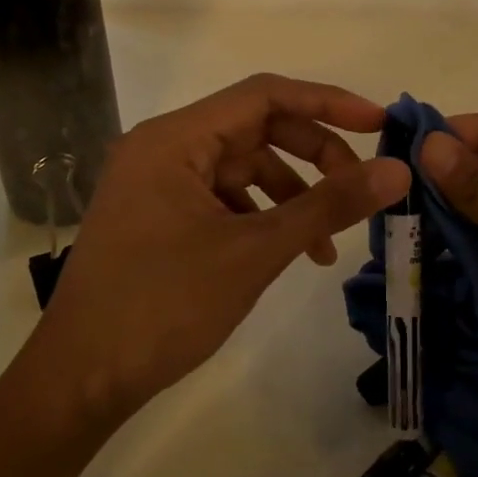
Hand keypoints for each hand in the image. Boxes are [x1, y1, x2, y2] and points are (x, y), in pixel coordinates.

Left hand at [29, 74, 410, 420]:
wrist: (80, 381)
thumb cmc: (163, 306)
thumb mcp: (255, 252)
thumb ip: (328, 205)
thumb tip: (397, 170)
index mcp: (174, 138)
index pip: (264, 95)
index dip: (327, 102)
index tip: (379, 124)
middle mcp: (163, 148)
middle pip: (256, 129)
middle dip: (314, 156)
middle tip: (359, 188)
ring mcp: (157, 183)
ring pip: (243, 167)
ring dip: (291, 194)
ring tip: (326, 244)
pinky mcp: (159, 216)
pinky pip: (224, 198)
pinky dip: (262, 217)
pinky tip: (288, 252)